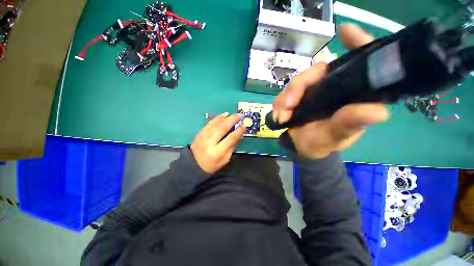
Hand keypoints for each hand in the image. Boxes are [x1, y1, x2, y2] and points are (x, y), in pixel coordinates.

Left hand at [190, 113, 245, 173]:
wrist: (194, 165)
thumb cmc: (212, 164)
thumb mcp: (225, 159)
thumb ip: (232, 146)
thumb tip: (239, 134)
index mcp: (217, 152)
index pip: (230, 139)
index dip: (238, 131)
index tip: (244, 126)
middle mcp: (209, 143)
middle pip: (222, 128)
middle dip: (232, 120)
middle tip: (239, 115)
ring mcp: (203, 137)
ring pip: (215, 124)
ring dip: (225, 117)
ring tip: (232, 114)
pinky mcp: (199, 133)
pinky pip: (209, 123)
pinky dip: (217, 118)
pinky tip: (223, 115)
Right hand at [273, 24, 389, 158]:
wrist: (305, 148)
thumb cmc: (325, 142)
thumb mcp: (338, 136)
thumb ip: (350, 124)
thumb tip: (377, 111)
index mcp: (350, 92)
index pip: (359, 62)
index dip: (357, 43)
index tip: (346, 31)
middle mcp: (332, 86)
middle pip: (314, 72)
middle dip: (297, 87)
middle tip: (288, 106)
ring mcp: (312, 90)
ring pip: (295, 83)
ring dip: (284, 99)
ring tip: (281, 117)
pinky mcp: (297, 96)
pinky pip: (284, 94)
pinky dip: (279, 104)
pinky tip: (279, 117)